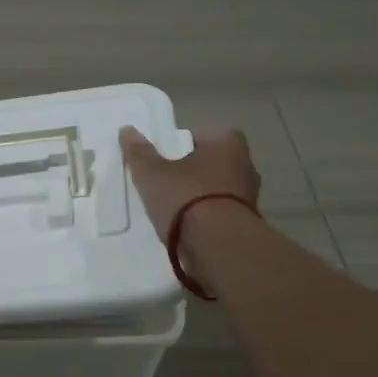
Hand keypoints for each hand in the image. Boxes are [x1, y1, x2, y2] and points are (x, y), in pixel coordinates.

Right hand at [118, 126, 260, 242]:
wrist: (217, 247)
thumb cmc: (186, 198)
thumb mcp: (152, 173)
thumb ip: (139, 152)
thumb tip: (127, 130)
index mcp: (228, 144)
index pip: (206, 134)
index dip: (186, 144)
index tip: (166, 157)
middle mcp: (246, 166)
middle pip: (213, 163)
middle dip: (194, 171)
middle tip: (166, 181)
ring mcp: (250, 197)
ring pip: (218, 190)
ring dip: (200, 197)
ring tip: (172, 208)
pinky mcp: (246, 225)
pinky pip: (221, 214)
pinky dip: (206, 218)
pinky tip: (185, 228)